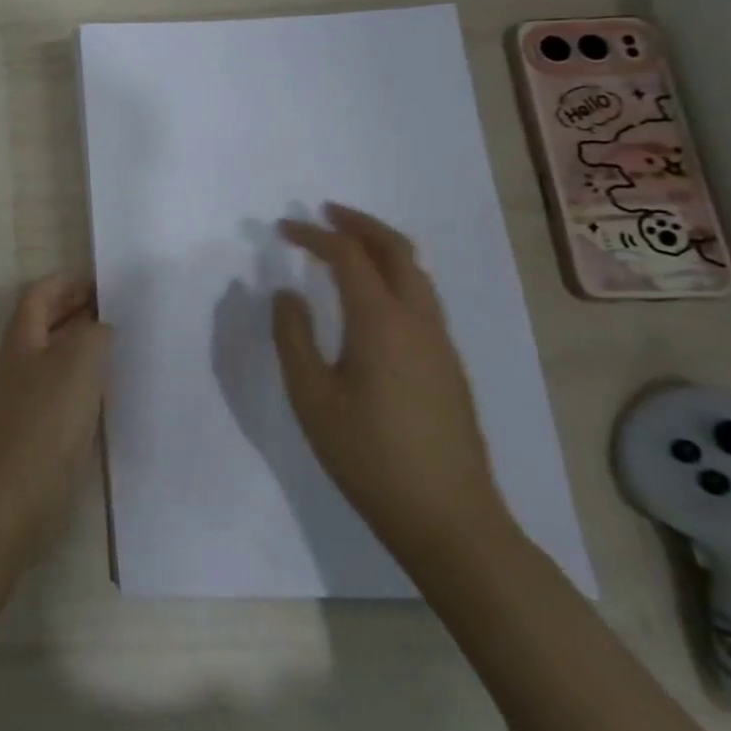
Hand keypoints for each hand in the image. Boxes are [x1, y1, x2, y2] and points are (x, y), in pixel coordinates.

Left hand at [0, 276, 111, 558]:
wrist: (16, 499)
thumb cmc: (46, 423)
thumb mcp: (78, 364)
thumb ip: (93, 333)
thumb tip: (100, 326)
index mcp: (22, 340)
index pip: (40, 295)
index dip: (67, 283)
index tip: (105, 282)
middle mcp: (20, 363)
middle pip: (46, 323)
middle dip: (78, 310)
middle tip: (121, 310)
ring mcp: (26, 398)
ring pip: (57, 357)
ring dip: (84, 345)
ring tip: (124, 345)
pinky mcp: (38, 430)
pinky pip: (63, 389)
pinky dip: (86, 380)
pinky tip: (112, 391)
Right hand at [270, 204, 515, 574]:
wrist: (448, 517)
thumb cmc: (367, 455)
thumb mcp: (311, 396)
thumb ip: (292, 337)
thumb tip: (285, 294)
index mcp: (381, 322)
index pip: (348, 256)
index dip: (314, 235)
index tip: (282, 228)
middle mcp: (418, 321)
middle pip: (396, 251)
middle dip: (360, 224)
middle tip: (325, 213)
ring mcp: (440, 343)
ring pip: (416, 274)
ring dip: (381, 248)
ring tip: (346, 245)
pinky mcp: (448, 365)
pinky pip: (421, 299)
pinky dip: (394, 276)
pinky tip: (370, 297)